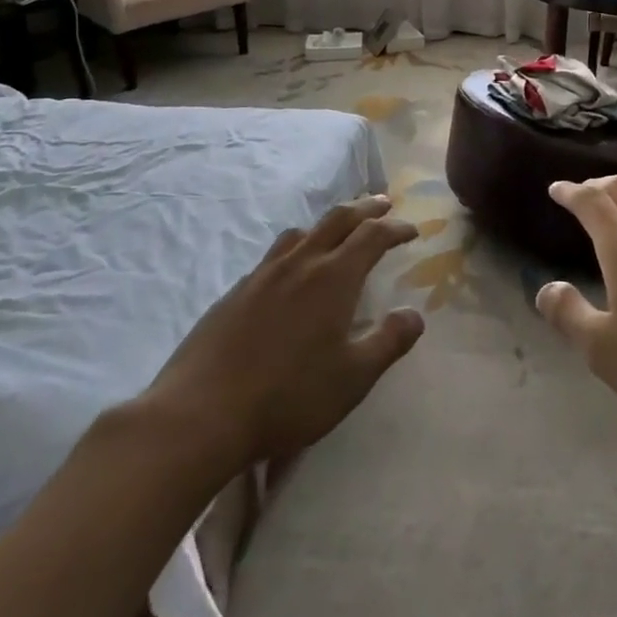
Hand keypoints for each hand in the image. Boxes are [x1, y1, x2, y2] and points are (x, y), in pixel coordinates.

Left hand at [137, 195, 424, 467]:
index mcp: (333, 277)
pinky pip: (274, 255)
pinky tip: (290, 274)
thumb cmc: (288, 396)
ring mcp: (263, 275)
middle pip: (337, 219)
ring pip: (301, 232)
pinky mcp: (235, 292)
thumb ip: (388, 342)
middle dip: (365, 208)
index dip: (395, 228)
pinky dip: (296, 248)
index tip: (412, 230)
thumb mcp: (353, 378)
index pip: (372, 236)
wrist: (201, 413)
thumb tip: (415, 314)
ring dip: (327, 224)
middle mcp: (300, 263)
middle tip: (382, 203)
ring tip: (337, 232)